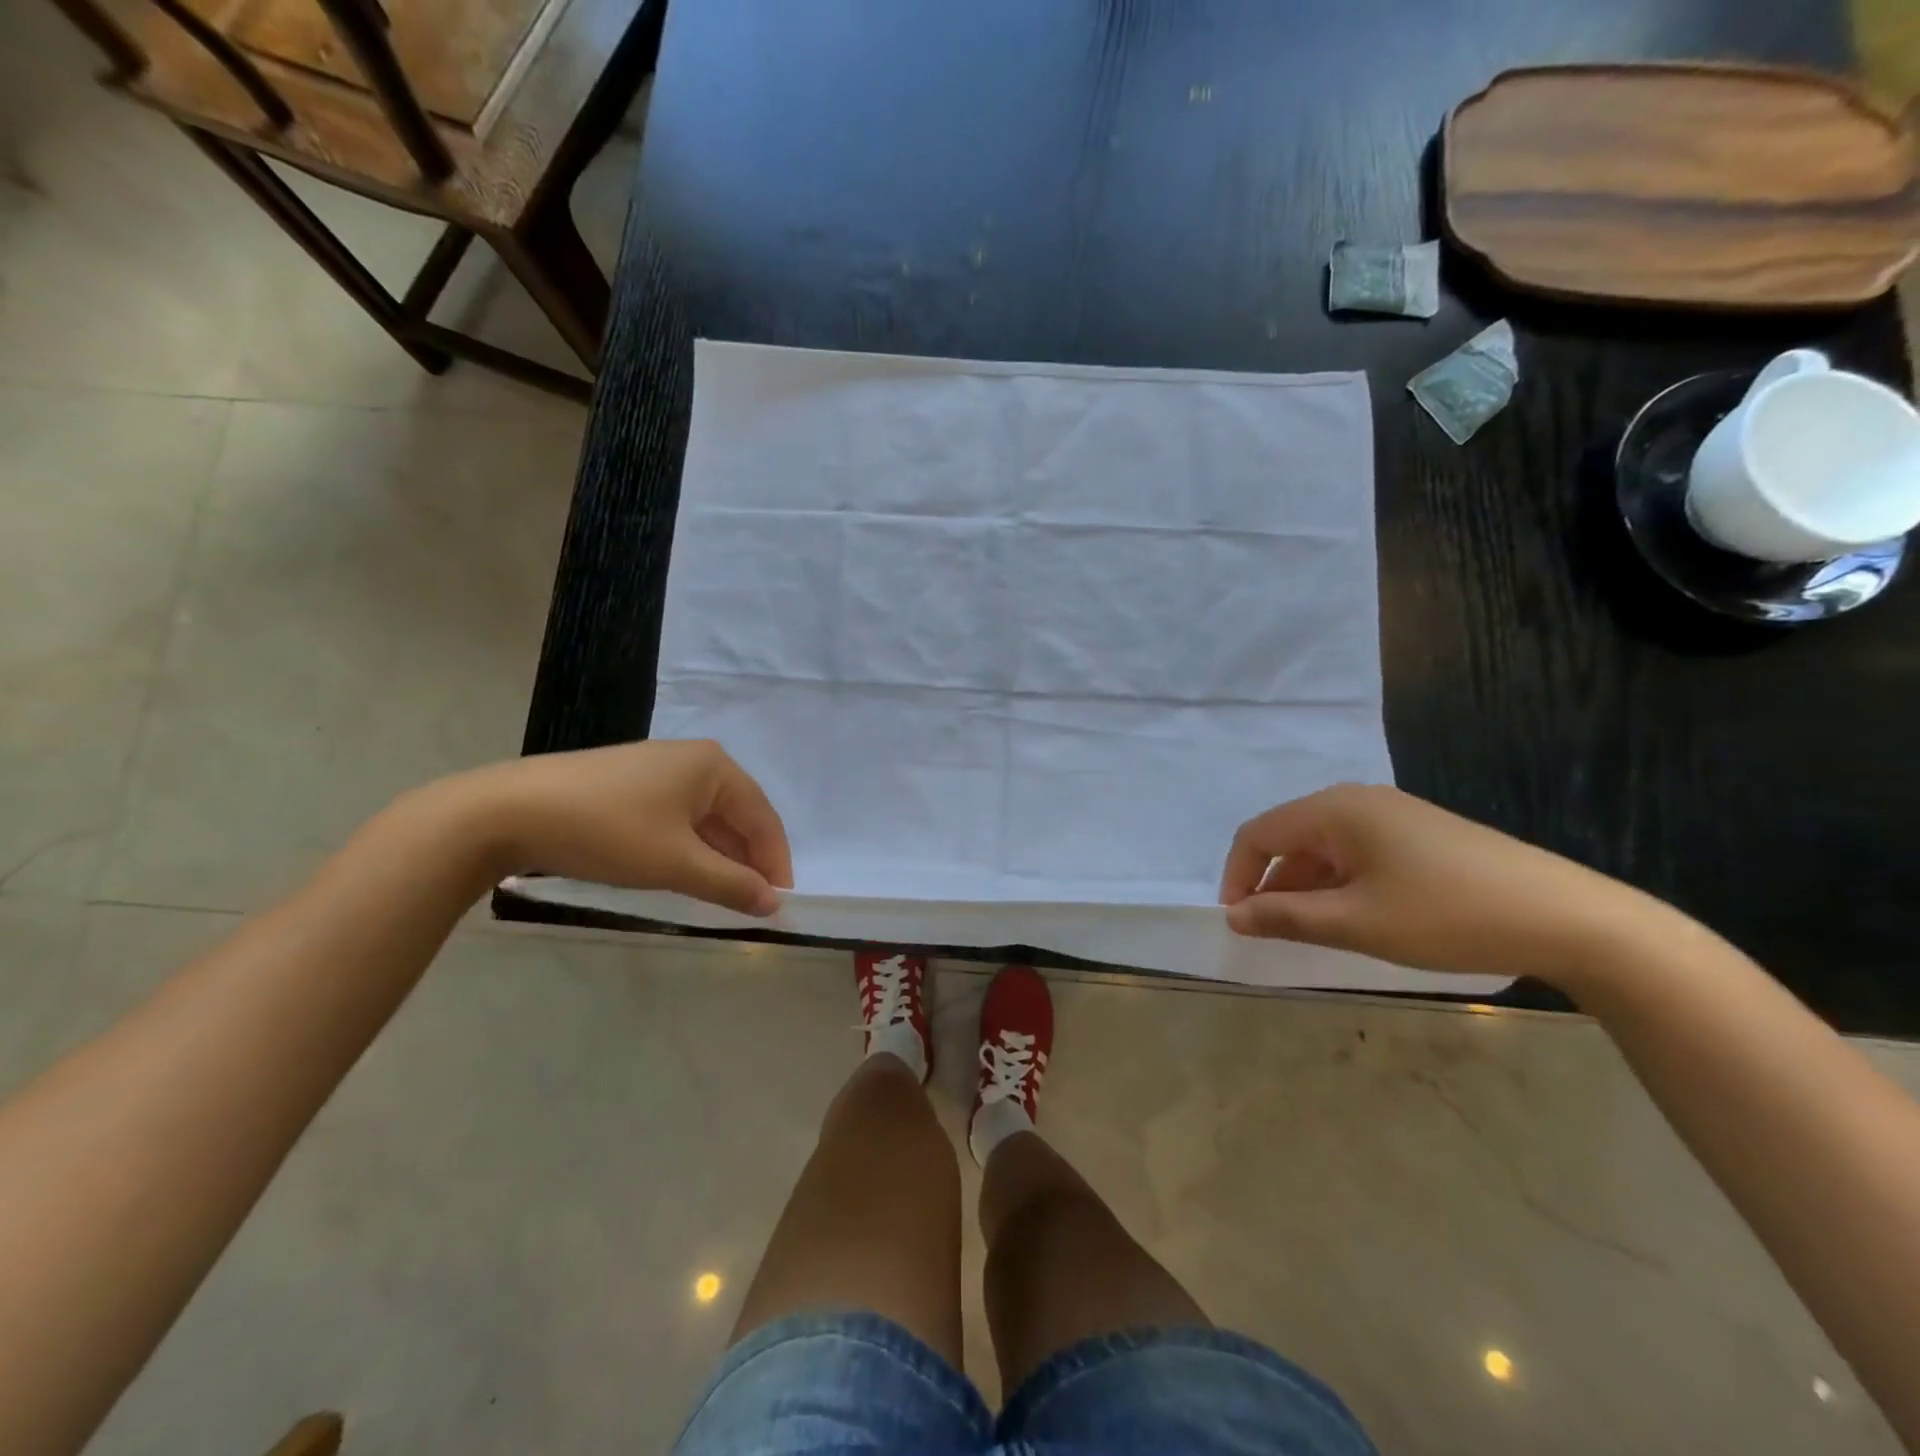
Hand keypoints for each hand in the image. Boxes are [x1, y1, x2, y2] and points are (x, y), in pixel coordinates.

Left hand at [457, 740, 793, 915]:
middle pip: (737, 815)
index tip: (778, 905)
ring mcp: (659, 768)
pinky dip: (689, 847)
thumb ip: (730, 884)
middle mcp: (693, 759)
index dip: (774, 863)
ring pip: (706, 818)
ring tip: (720, 895)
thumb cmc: (608, 831)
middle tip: (751, 904)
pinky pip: (678, 816)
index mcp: (714, 767)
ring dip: (718, 857)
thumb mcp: (676, 864)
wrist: (509, 811)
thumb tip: (773, 904)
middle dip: (747, 861)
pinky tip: (682, 872)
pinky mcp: (630, 783)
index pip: (763, 818)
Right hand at [1218, 783, 1661, 980]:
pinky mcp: (1421, 834)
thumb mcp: (1356, 923)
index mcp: (1335, 810)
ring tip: (1314, 932)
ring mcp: (1394, 815)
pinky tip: (1359, 917)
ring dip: (1307, 887)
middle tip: (1272, 933)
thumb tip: (1234, 915)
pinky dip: (1341, 884)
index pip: (1259, 834)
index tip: (1237, 922)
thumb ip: (1285, 916)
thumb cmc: (1446, 915)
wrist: (1568, 918)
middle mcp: (1359, 801)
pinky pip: (1358, 853)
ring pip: (1325, 848)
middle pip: (1291, 838)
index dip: (1237, 876)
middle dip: (1272, 884)